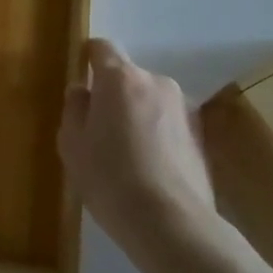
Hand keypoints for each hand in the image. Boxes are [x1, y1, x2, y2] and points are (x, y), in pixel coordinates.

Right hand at [60, 39, 221, 268]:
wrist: (171, 224)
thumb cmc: (109, 179)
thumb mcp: (72, 144)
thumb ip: (74, 108)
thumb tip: (83, 91)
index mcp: (120, 79)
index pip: (102, 48)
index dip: (89, 58)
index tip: (81, 80)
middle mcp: (156, 82)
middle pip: (127, 77)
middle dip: (113, 95)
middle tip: (99, 130)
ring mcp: (183, 108)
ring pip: (149, 101)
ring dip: (137, 115)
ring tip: (126, 154)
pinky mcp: (201, 136)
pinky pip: (167, 124)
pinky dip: (156, 135)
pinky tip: (148, 169)